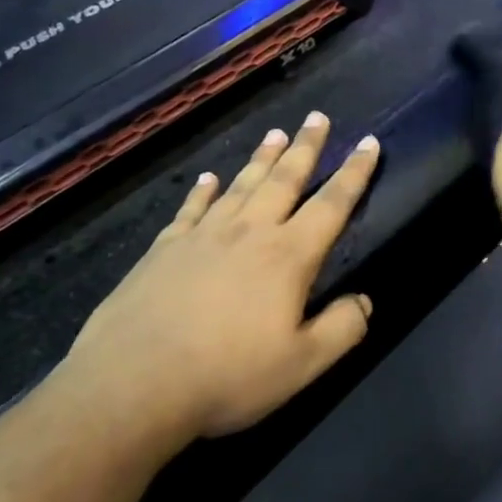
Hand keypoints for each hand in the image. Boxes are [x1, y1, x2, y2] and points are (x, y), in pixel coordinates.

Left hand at [67, 113, 380, 438]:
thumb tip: (364, 300)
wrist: (133, 384)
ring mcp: (203, 236)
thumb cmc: (227, 376)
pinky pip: (191, 209)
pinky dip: (203, 191)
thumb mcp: (302, 364)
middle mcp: (249, 233)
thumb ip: (342, 329)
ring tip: (276, 133)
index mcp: (288, 256)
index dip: (354, 173)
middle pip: (284, 179)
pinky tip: (208, 178)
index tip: (368, 142)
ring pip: (241, 186)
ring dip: (262, 159)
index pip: (332, 204)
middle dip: (306, 147)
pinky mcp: (164, 249)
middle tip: (318, 117)